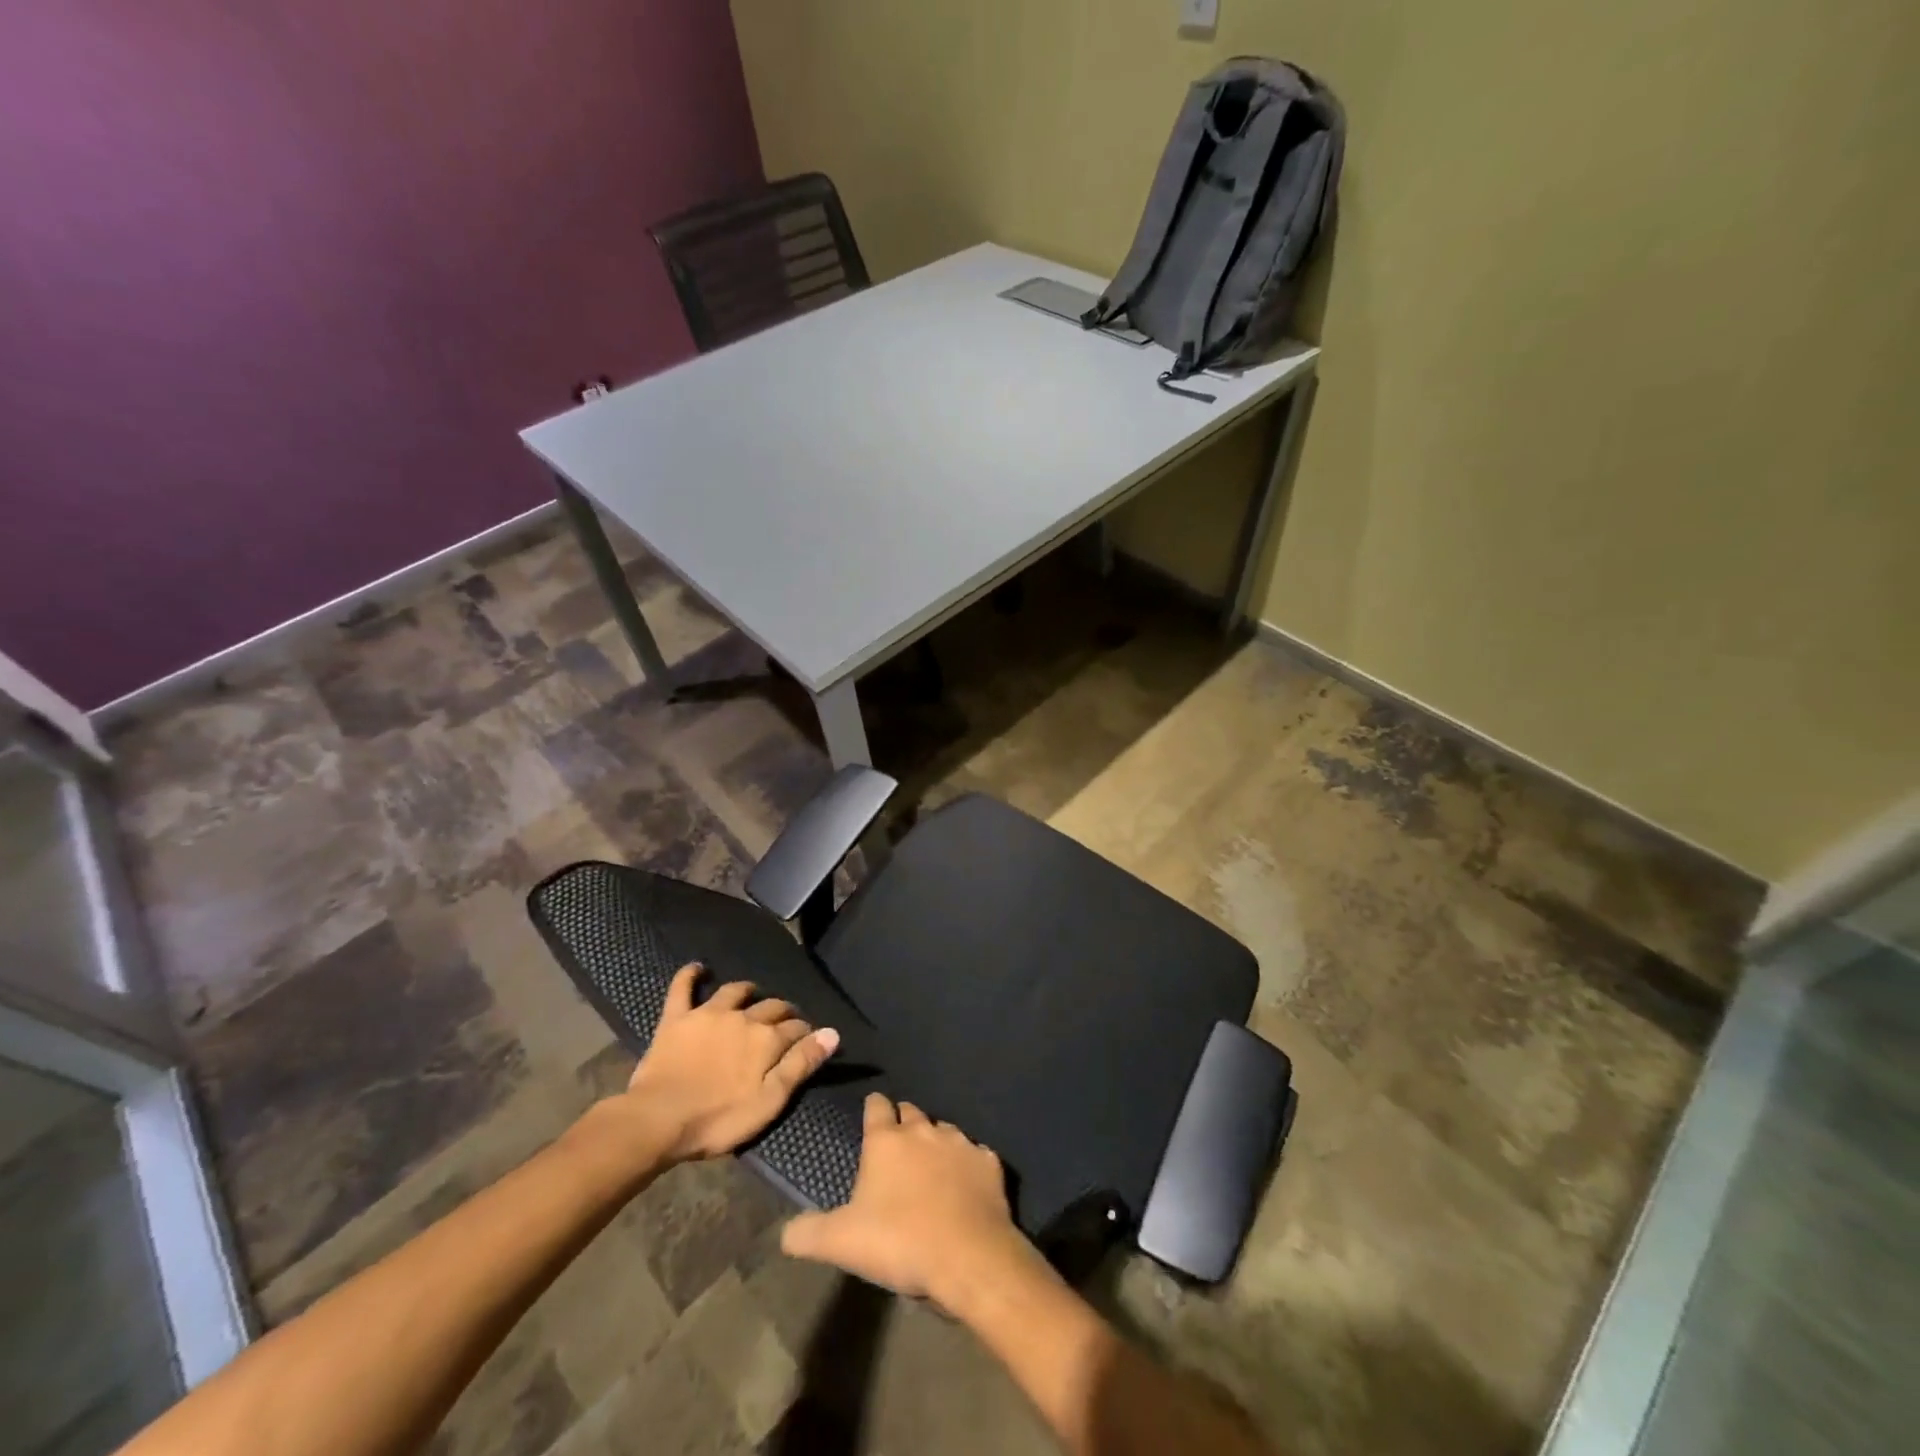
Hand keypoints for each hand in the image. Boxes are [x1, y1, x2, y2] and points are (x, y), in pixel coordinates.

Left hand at [620, 964, 839, 1162]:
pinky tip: (697, 968)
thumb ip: (801, 1064)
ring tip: (752, 994)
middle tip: (785, 1020)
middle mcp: (742, 1017)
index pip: (795, 1028)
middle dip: (782, 1010)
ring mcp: (708, 1014)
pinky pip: (683, 988)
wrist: (658, 1119)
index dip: (805, 1032)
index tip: (809, 1038)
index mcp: (766, 1039)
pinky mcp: (677, 1018)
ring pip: (733, 992)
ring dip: (746, 991)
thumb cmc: (718, 1119)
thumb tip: (832, 1033)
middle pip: (770, 1006)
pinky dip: (690, 975)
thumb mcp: (769, 1101)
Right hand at [781, 1093, 1041, 1307]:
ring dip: (936, 1142)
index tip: (871, 1113)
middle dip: (903, 1122)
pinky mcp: (989, 1162)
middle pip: (911, 1112)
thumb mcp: (841, 1243)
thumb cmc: (899, 1241)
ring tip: (931, 1166)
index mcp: (886, 1141)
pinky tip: (966, 1184)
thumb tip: (784, 1232)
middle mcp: (924, 1130)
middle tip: (897, 1145)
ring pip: (944, 1130)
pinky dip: (969, 1165)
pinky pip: (976, 1155)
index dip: (873, 1109)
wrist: (969, 1256)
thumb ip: (808, 1233)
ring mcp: (960, 1143)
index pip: (877, 1107)